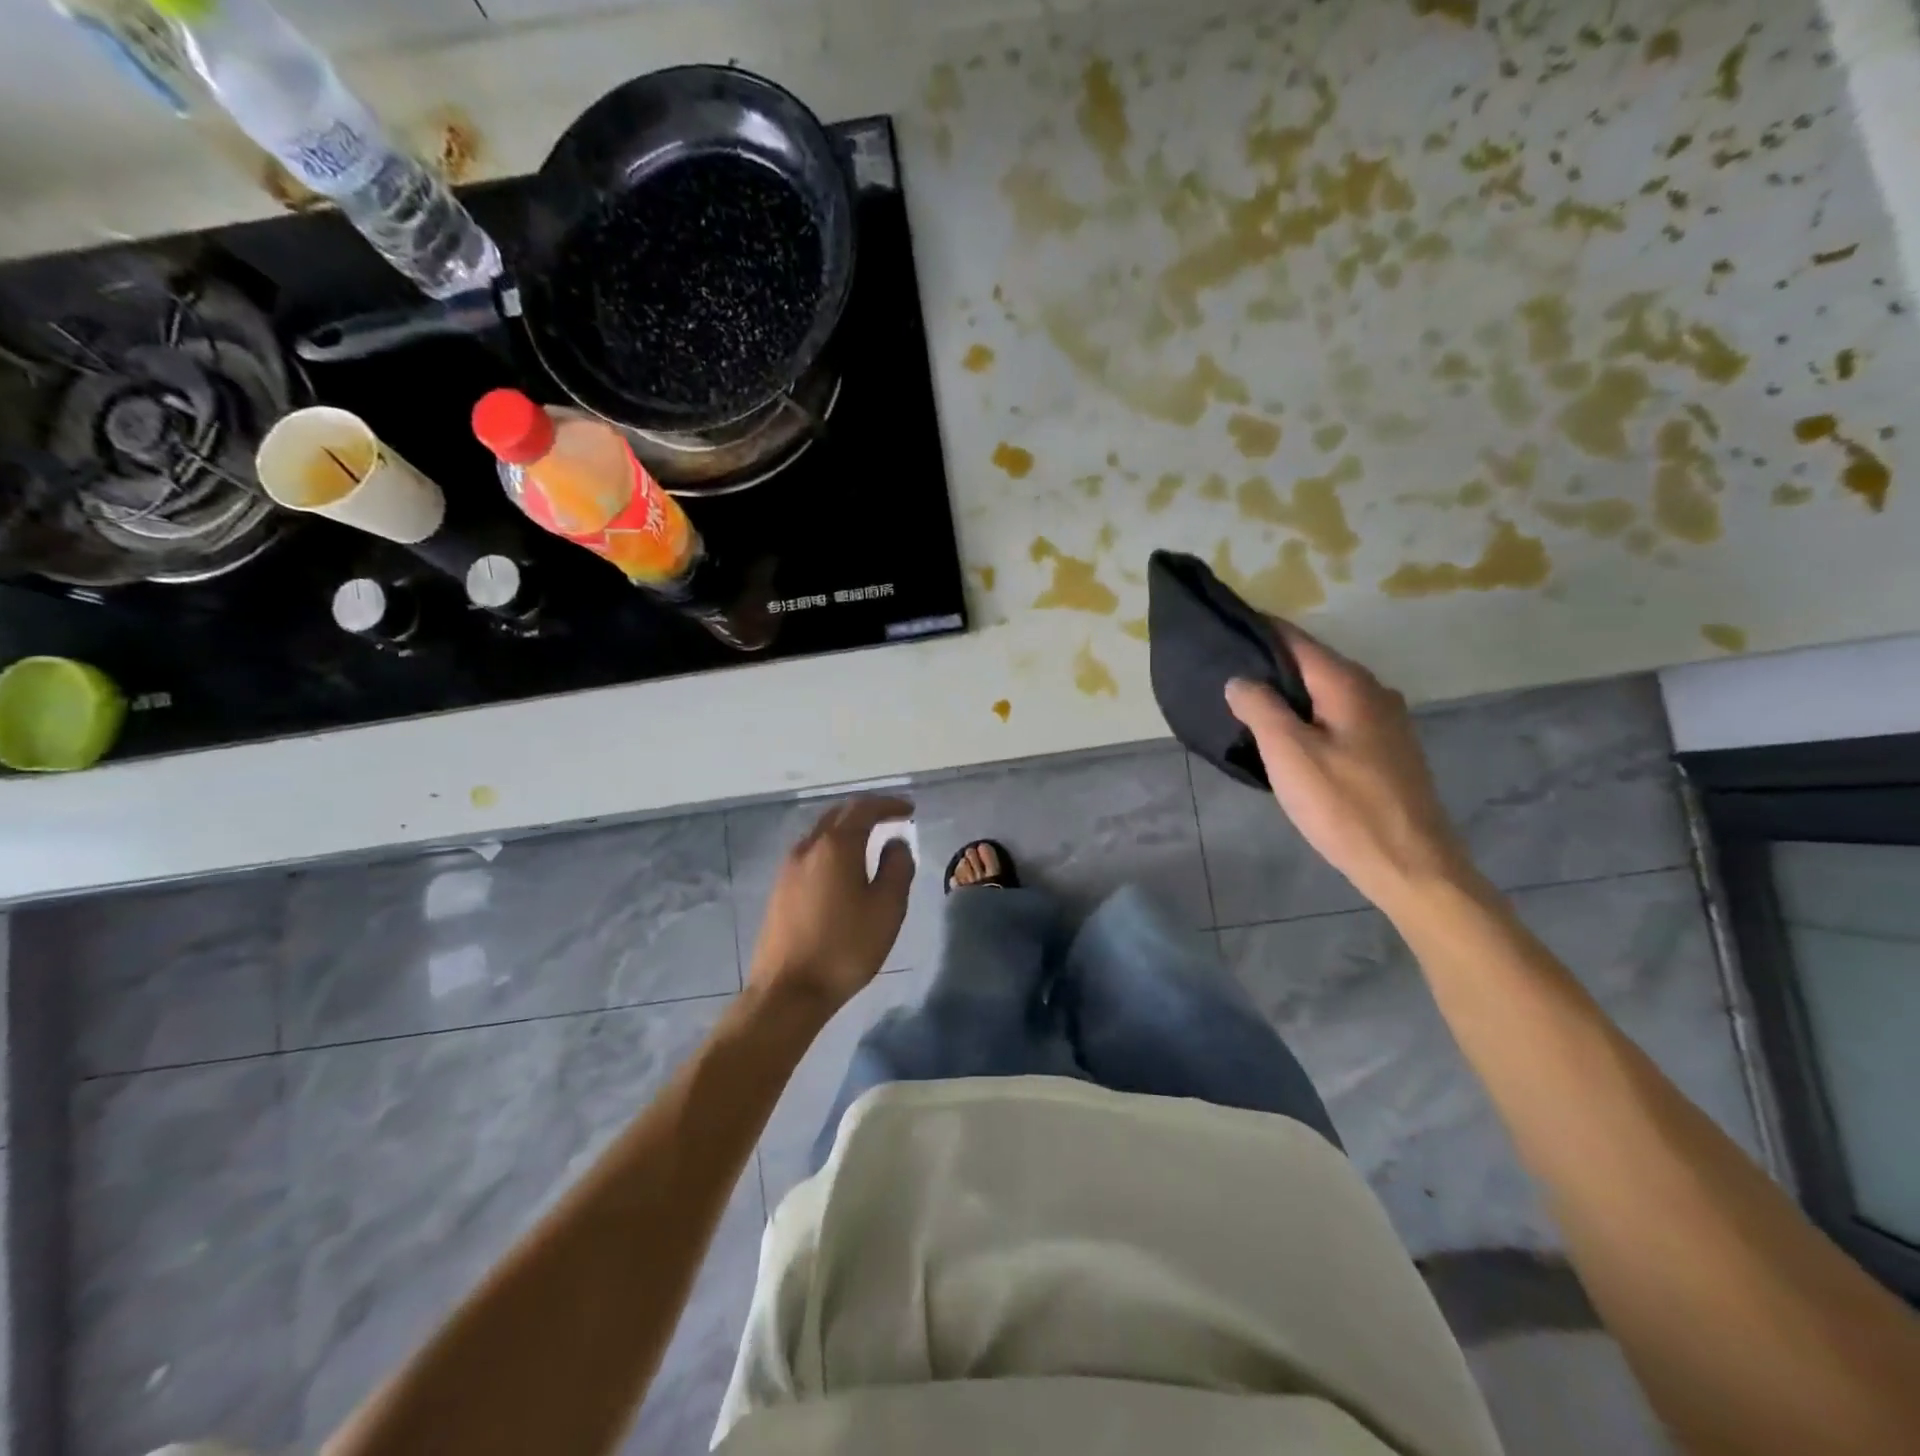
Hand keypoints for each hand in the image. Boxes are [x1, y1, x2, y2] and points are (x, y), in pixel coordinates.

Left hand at [747, 796, 915, 1013]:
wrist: (788, 990)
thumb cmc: (845, 947)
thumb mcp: (887, 908)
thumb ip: (897, 868)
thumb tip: (895, 843)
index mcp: (836, 846)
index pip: (864, 809)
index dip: (889, 805)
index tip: (909, 810)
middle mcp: (808, 847)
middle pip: (838, 814)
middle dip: (866, 811)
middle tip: (891, 819)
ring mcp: (789, 868)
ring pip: (821, 833)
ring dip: (847, 829)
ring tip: (870, 841)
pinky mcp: (780, 889)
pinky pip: (811, 853)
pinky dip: (832, 847)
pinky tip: (843, 867)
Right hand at [1225, 624, 1471, 910]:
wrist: (1411, 864)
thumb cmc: (1343, 805)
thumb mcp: (1288, 753)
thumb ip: (1259, 707)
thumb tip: (1240, 680)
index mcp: (1348, 683)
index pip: (1296, 640)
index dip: (1259, 630)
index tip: (1223, 630)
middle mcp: (1373, 692)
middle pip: (1313, 664)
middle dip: (1272, 666)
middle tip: (1226, 675)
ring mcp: (1387, 722)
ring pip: (1326, 694)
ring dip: (1291, 696)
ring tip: (1249, 708)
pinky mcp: (1389, 752)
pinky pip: (1339, 719)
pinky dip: (1310, 719)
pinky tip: (1289, 740)